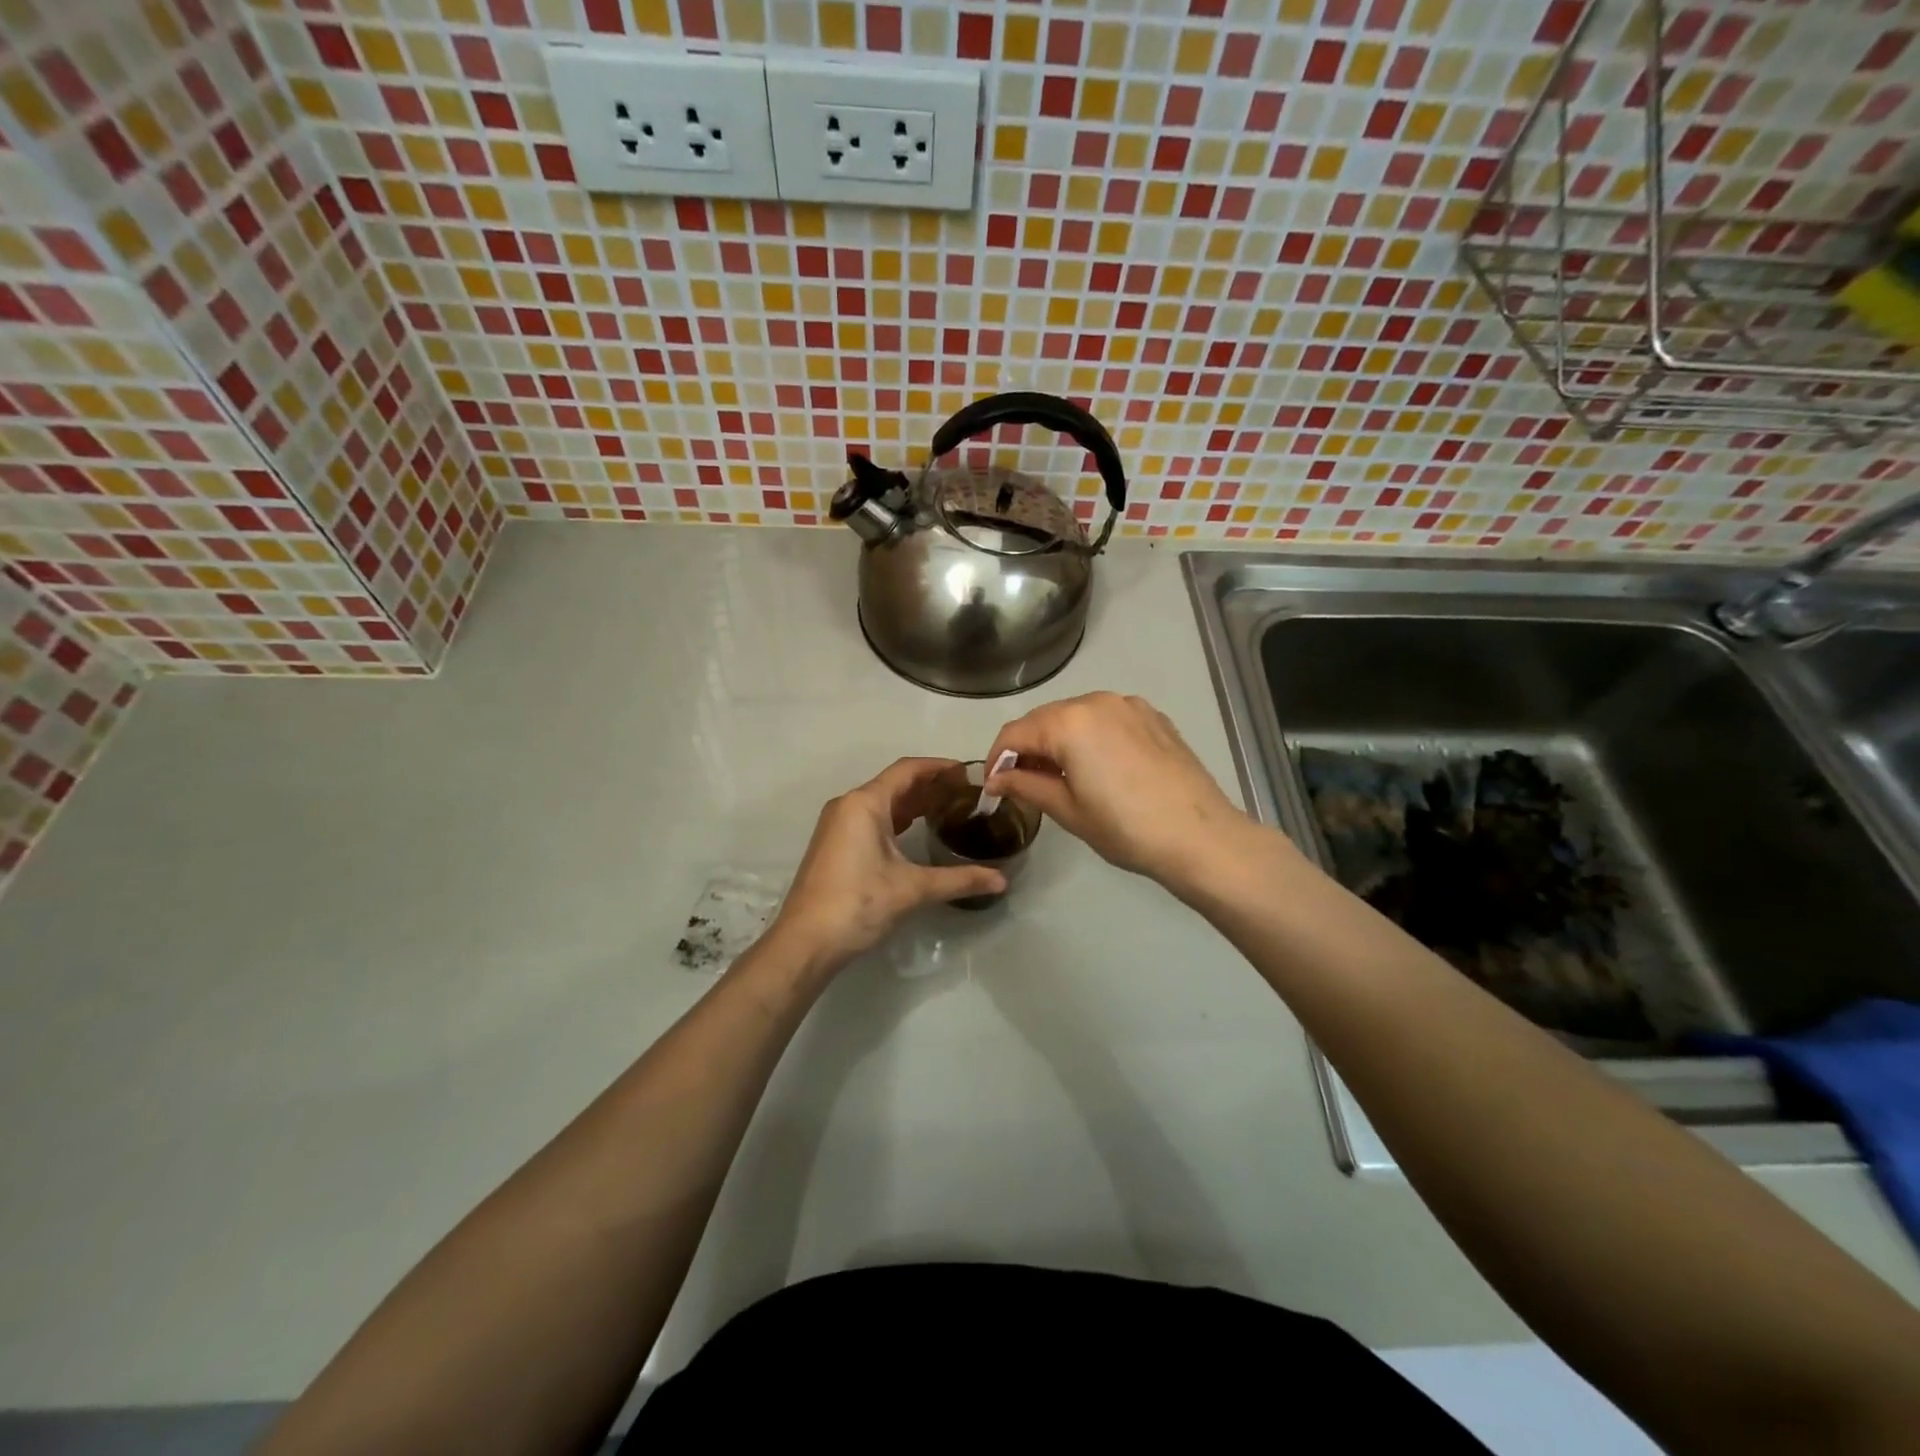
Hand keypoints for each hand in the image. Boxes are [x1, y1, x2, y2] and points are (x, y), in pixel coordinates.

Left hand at [769, 758, 1007, 967]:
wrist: (805, 941)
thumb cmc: (858, 903)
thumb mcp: (912, 889)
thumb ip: (959, 879)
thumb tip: (1001, 880)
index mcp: (865, 803)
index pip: (907, 770)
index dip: (939, 767)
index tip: (969, 772)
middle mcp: (848, 805)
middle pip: (895, 783)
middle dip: (930, 785)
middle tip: (966, 793)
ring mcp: (838, 825)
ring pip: (882, 802)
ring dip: (914, 803)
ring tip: (949, 808)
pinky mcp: (835, 845)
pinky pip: (872, 819)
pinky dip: (897, 819)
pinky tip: (918, 831)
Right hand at [985, 692, 1262, 891]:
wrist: (1201, 837)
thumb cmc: (1125, 828)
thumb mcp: (1068, 810)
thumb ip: (1026, 785)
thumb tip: (996, 778)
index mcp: (1068, 722)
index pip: (1015, 733)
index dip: (997, 759)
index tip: (992, 786)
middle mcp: (1096, 701)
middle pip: (1045, 719)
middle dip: (1028, 748)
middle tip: (1022, 784)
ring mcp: (1129, 705)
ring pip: (1077, 716)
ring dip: (1059, 740)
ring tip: (1060, 776)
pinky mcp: (1154, 717)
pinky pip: (1108, 719)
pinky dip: (1092, 736)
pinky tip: (1098, 767)